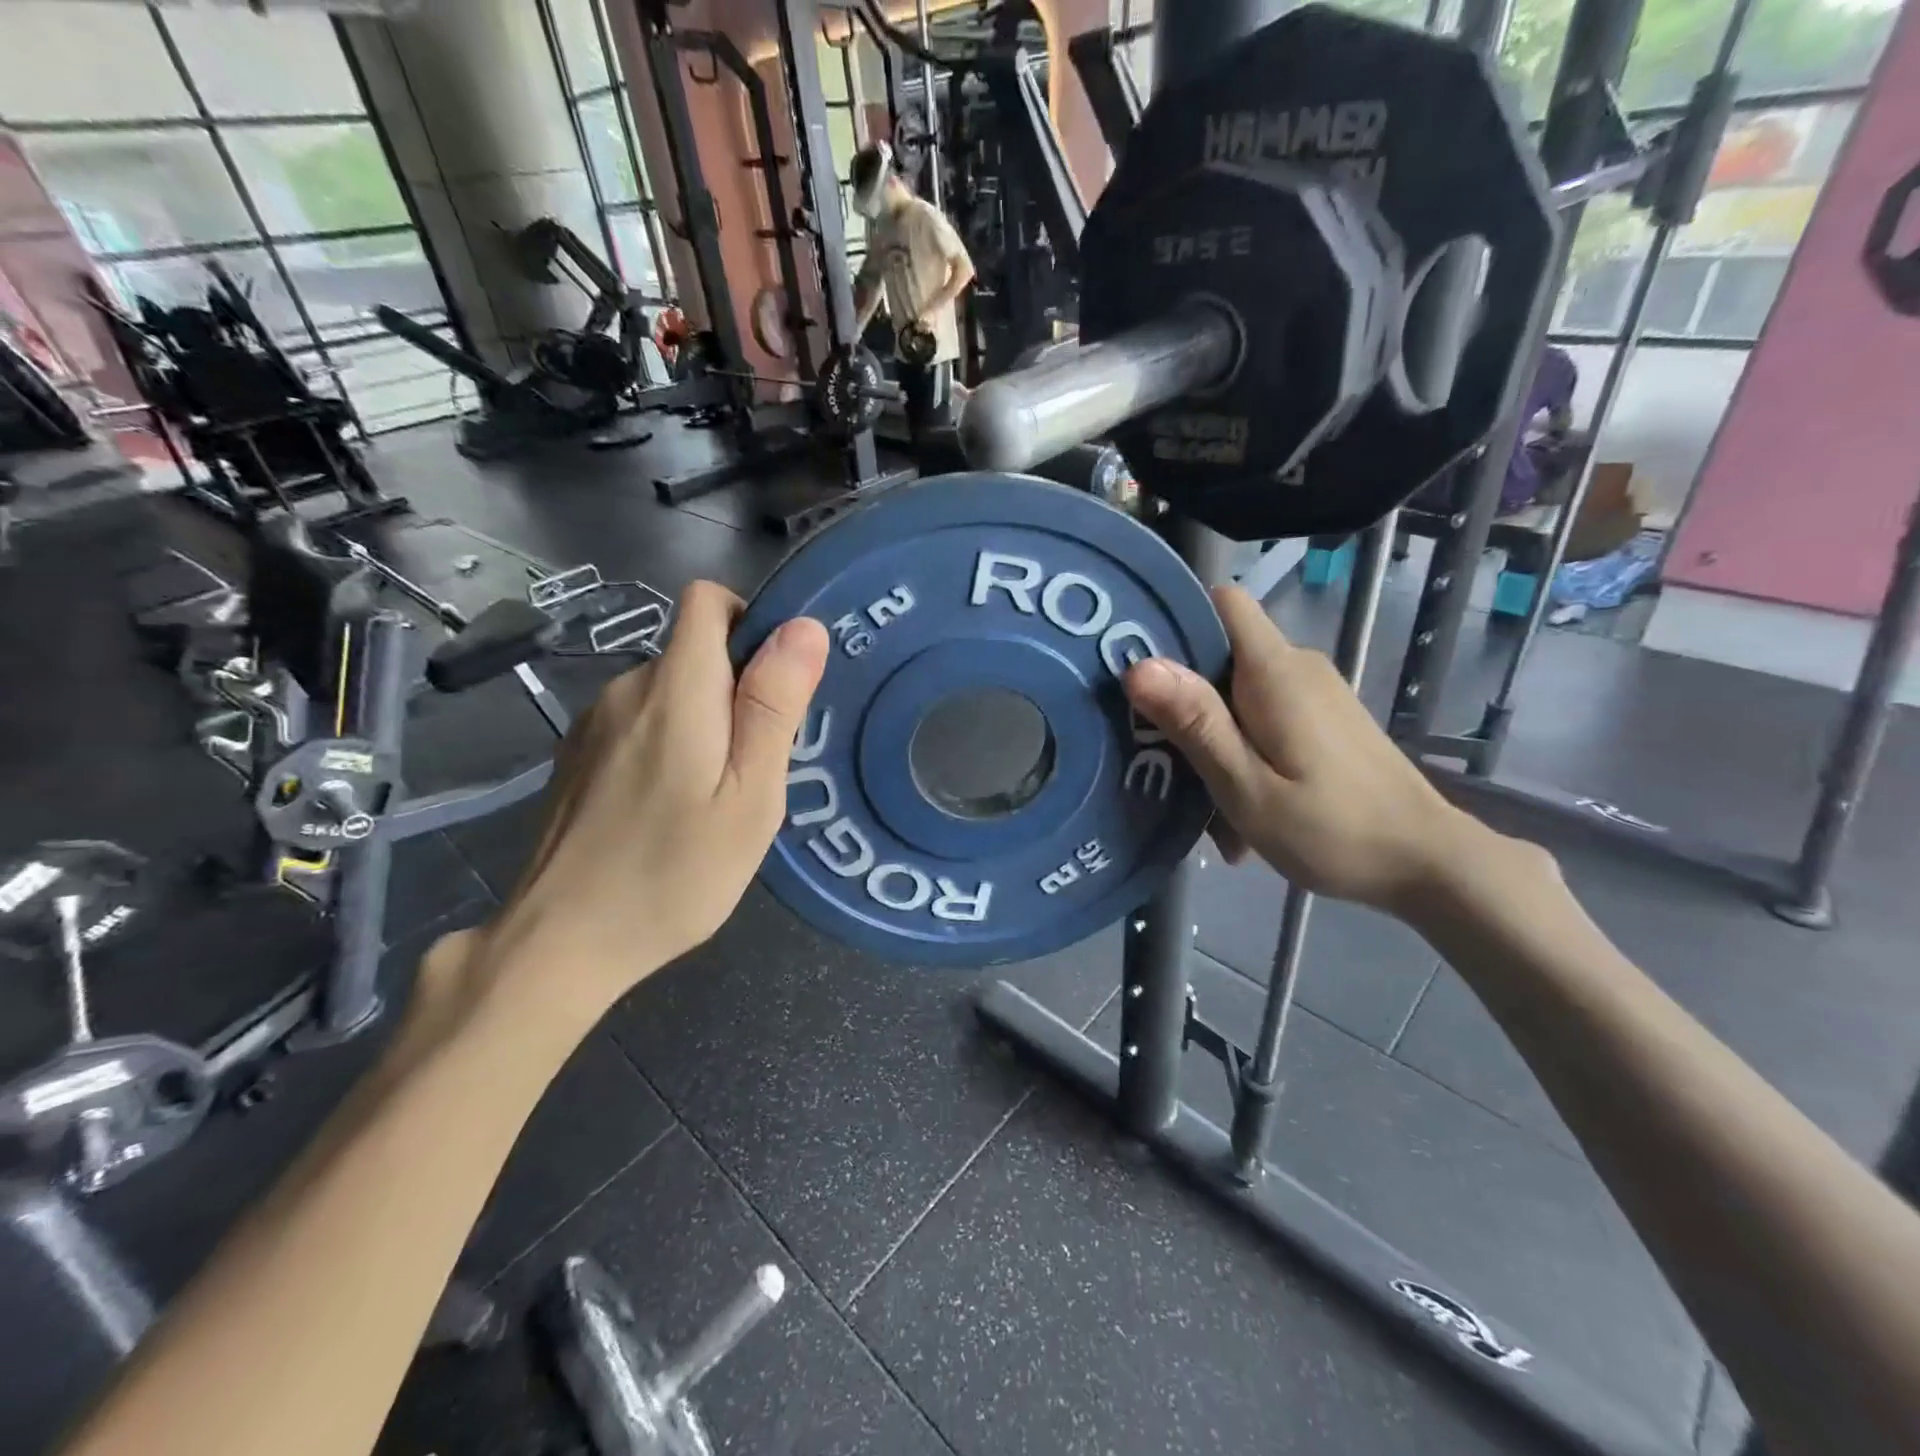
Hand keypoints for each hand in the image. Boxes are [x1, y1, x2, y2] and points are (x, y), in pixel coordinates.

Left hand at [479, 582, 827, 1021]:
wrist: (560, 942)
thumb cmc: (674, 872)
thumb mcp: (749, 795)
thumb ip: (773, 706)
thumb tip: (804, 626)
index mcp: (675, 688)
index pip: (707, 600)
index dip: (750, 622)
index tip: (775, 685)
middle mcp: (626, 689)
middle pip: (695, 653)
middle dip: (737, 691)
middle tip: (754, 770)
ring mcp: (594, 723)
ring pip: (671, 693)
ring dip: (705, 724)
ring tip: (714, 798)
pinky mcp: (578, 755)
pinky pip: (641, 724)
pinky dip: (670, 746)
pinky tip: (669, 810)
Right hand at [1122, 585, 1488, 915]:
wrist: (1428, 864)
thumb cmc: (1332, 830)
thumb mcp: (1247, 786)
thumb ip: (1196, 722)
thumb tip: (1138, 665)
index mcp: (1275, 671)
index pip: (1224, 602)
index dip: (1177, 619)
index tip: (1139, 663)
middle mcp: (1297, 667)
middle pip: (1222, 654)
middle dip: (1185, 699)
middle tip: (1160, 757)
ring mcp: (1315, 693)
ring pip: (1239, 693)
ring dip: (1213, 739)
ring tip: (1205, 804)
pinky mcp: (1325, 719)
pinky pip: (1265, 717)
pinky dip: (1244, 752)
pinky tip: (1243, 808)